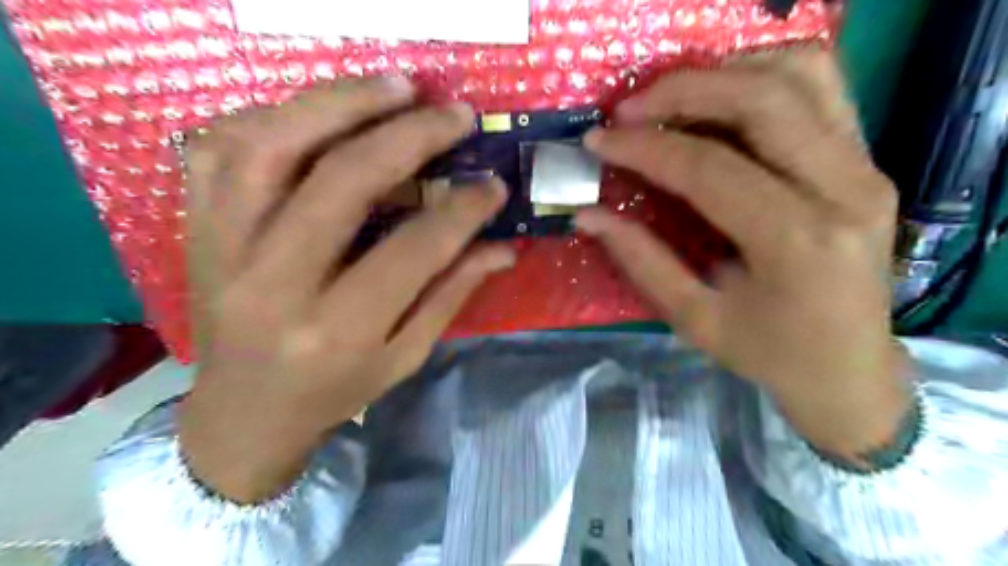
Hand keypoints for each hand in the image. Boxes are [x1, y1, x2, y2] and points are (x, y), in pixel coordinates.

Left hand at [175, 76, 515, 504]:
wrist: (240, 415)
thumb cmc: (333, 392)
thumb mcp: (404, 357)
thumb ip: (451, 294)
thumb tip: (502, 247)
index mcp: (337, 330)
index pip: (412, 250)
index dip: (462, 210)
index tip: (493, 185)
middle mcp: (275, 284)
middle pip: (341, 183)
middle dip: (408, 137)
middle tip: (454, 113)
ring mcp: (225, 248)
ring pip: (271, 146)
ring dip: (339, 103)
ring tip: (393, 87)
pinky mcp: (198, 229)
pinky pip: (220, 148)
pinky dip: (275, 115)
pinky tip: (321, 110)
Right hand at [574, 51, 913, 461]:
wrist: (850, 368)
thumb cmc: (769, 355)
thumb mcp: (694, 319)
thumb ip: (640, 260)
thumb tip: (587, 215)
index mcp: (796, 243)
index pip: (709, 168)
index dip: (645, 148)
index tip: (599, 141)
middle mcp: (844, 190)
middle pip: (761, 100)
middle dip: (682, 92)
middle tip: (629, 109)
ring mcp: (866, 167)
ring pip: (800, 75)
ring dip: (725, 74)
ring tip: (670, 99)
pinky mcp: (867, 160)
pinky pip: (821, 88)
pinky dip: (764, 76)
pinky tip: (721, 100)